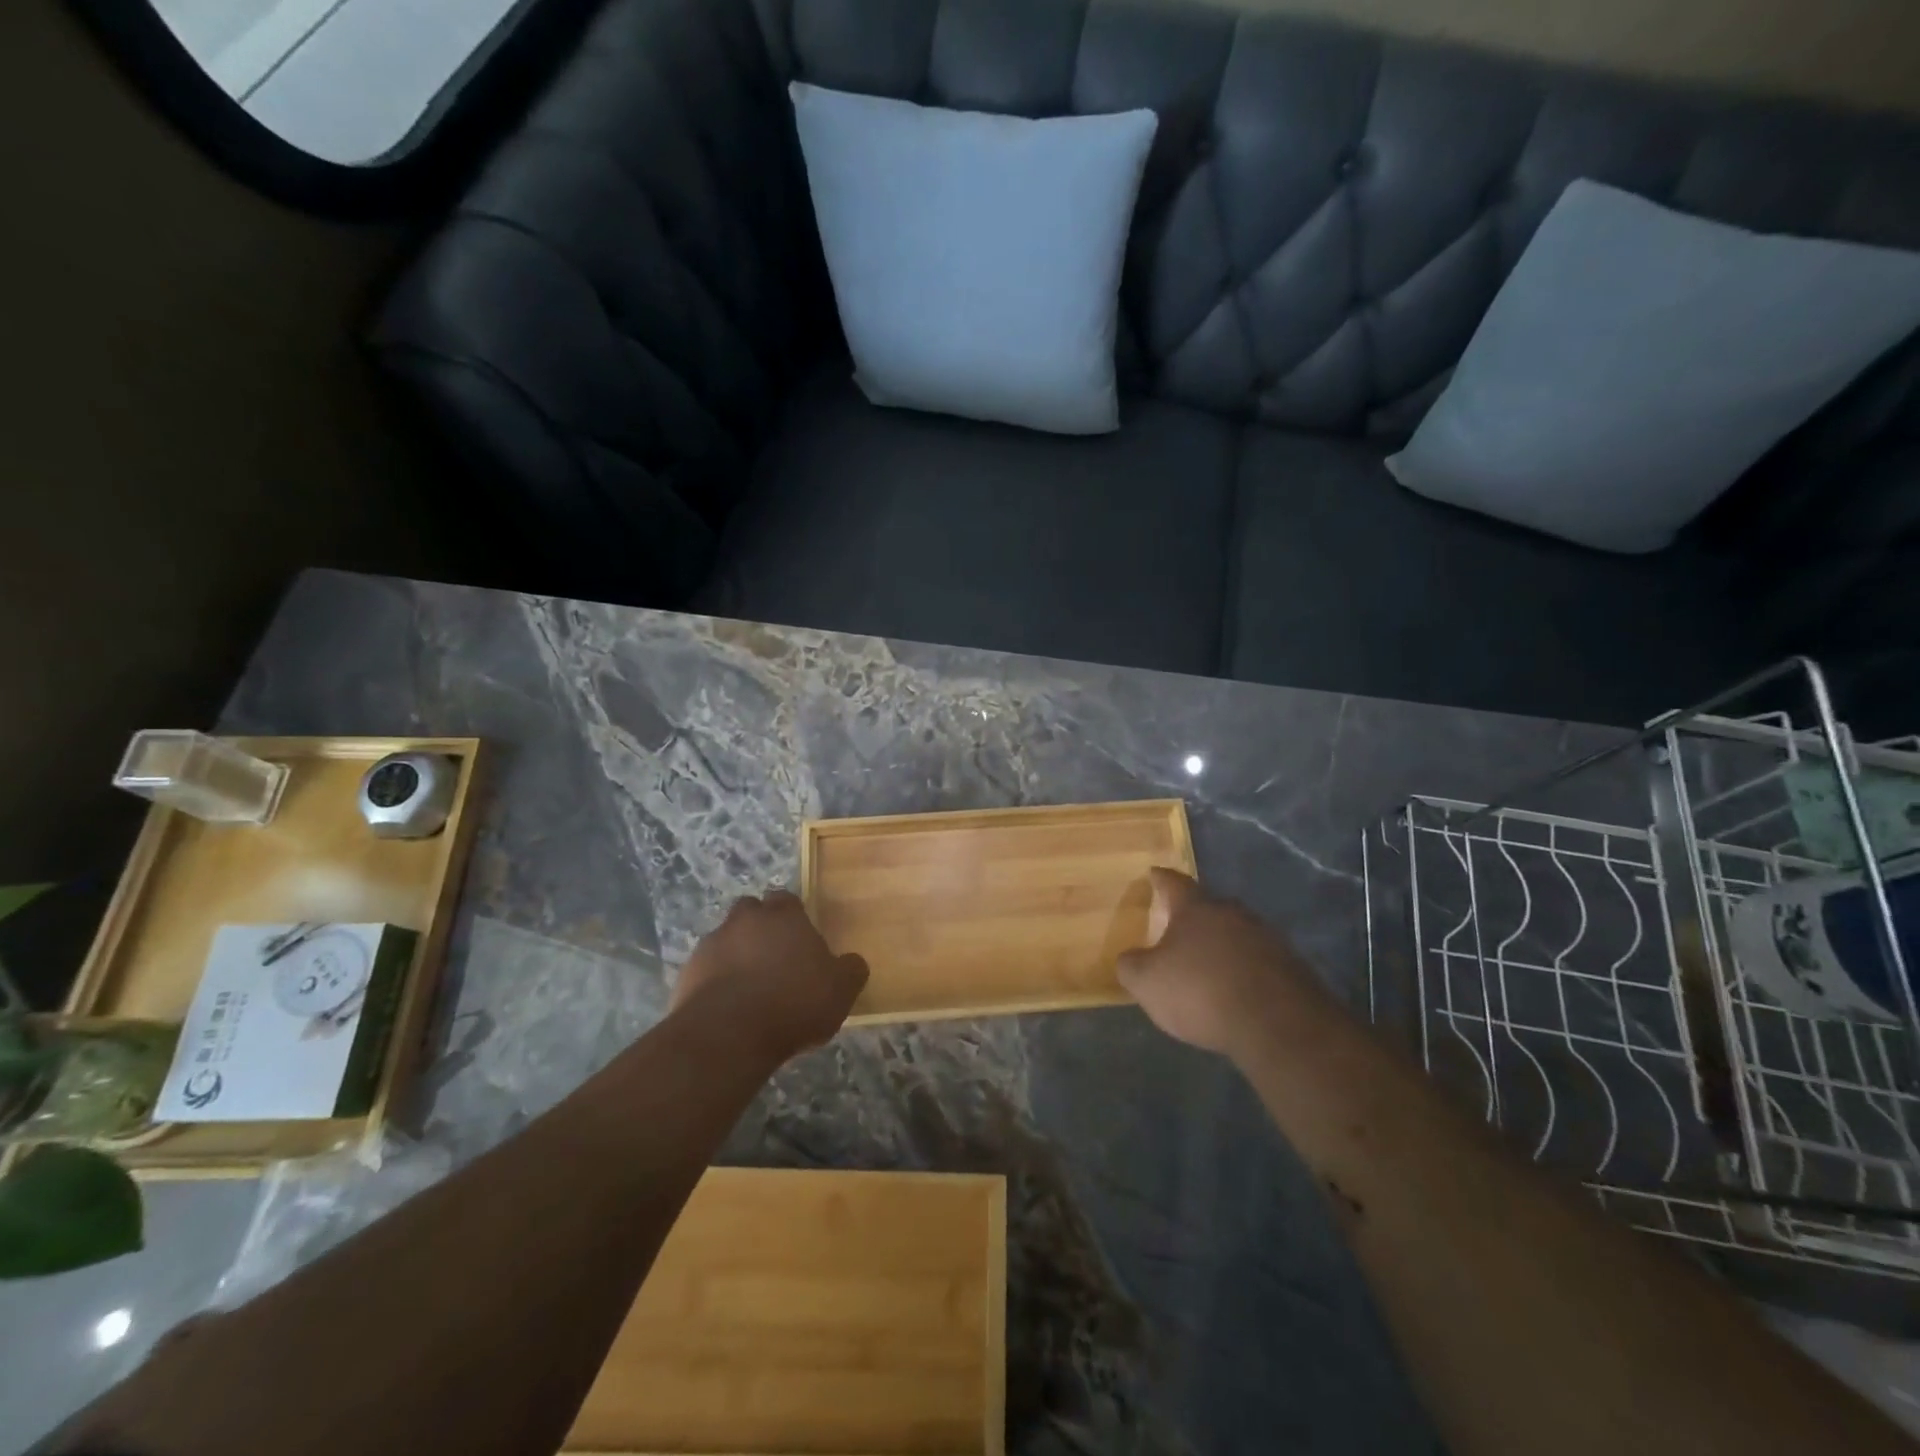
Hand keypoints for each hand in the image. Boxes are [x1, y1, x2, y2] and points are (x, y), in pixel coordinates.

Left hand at [670, 891, 868, 1063]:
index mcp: (784, 916)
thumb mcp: (841, 990)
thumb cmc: (794, 1003)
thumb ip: (850, 970)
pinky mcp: (687, 973)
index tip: (800, 940)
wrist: (728, 1034)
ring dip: (736, 956)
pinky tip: (728, 1009)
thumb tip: (852, 962)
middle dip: (759, 928)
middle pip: (751, 912)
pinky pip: (705, 970)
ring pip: (725, 940)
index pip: (786, 899)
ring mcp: (711, 945)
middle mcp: (745, 920)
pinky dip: (715, 982)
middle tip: (774, 959)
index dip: (793, 916)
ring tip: (749, 989)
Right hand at [1117, 869, 1335, 1058]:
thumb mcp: (1147, 982)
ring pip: (1236, 933)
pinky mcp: (1292, 967)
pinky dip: (1244, 970)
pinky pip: (1258, 961)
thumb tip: (1129, 958)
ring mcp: (1267, 938)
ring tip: (1207, 967)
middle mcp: (1233, 913)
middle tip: (1177, 930)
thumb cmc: (1201, 991)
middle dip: (1193, 917)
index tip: (1153, 874)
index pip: (1174, 882)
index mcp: (1196, 908)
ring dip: (1221, 946)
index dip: (1160, 879)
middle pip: (1209, 907)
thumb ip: (1131, 965)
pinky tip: (1236, 991)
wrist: (1278, 1024)